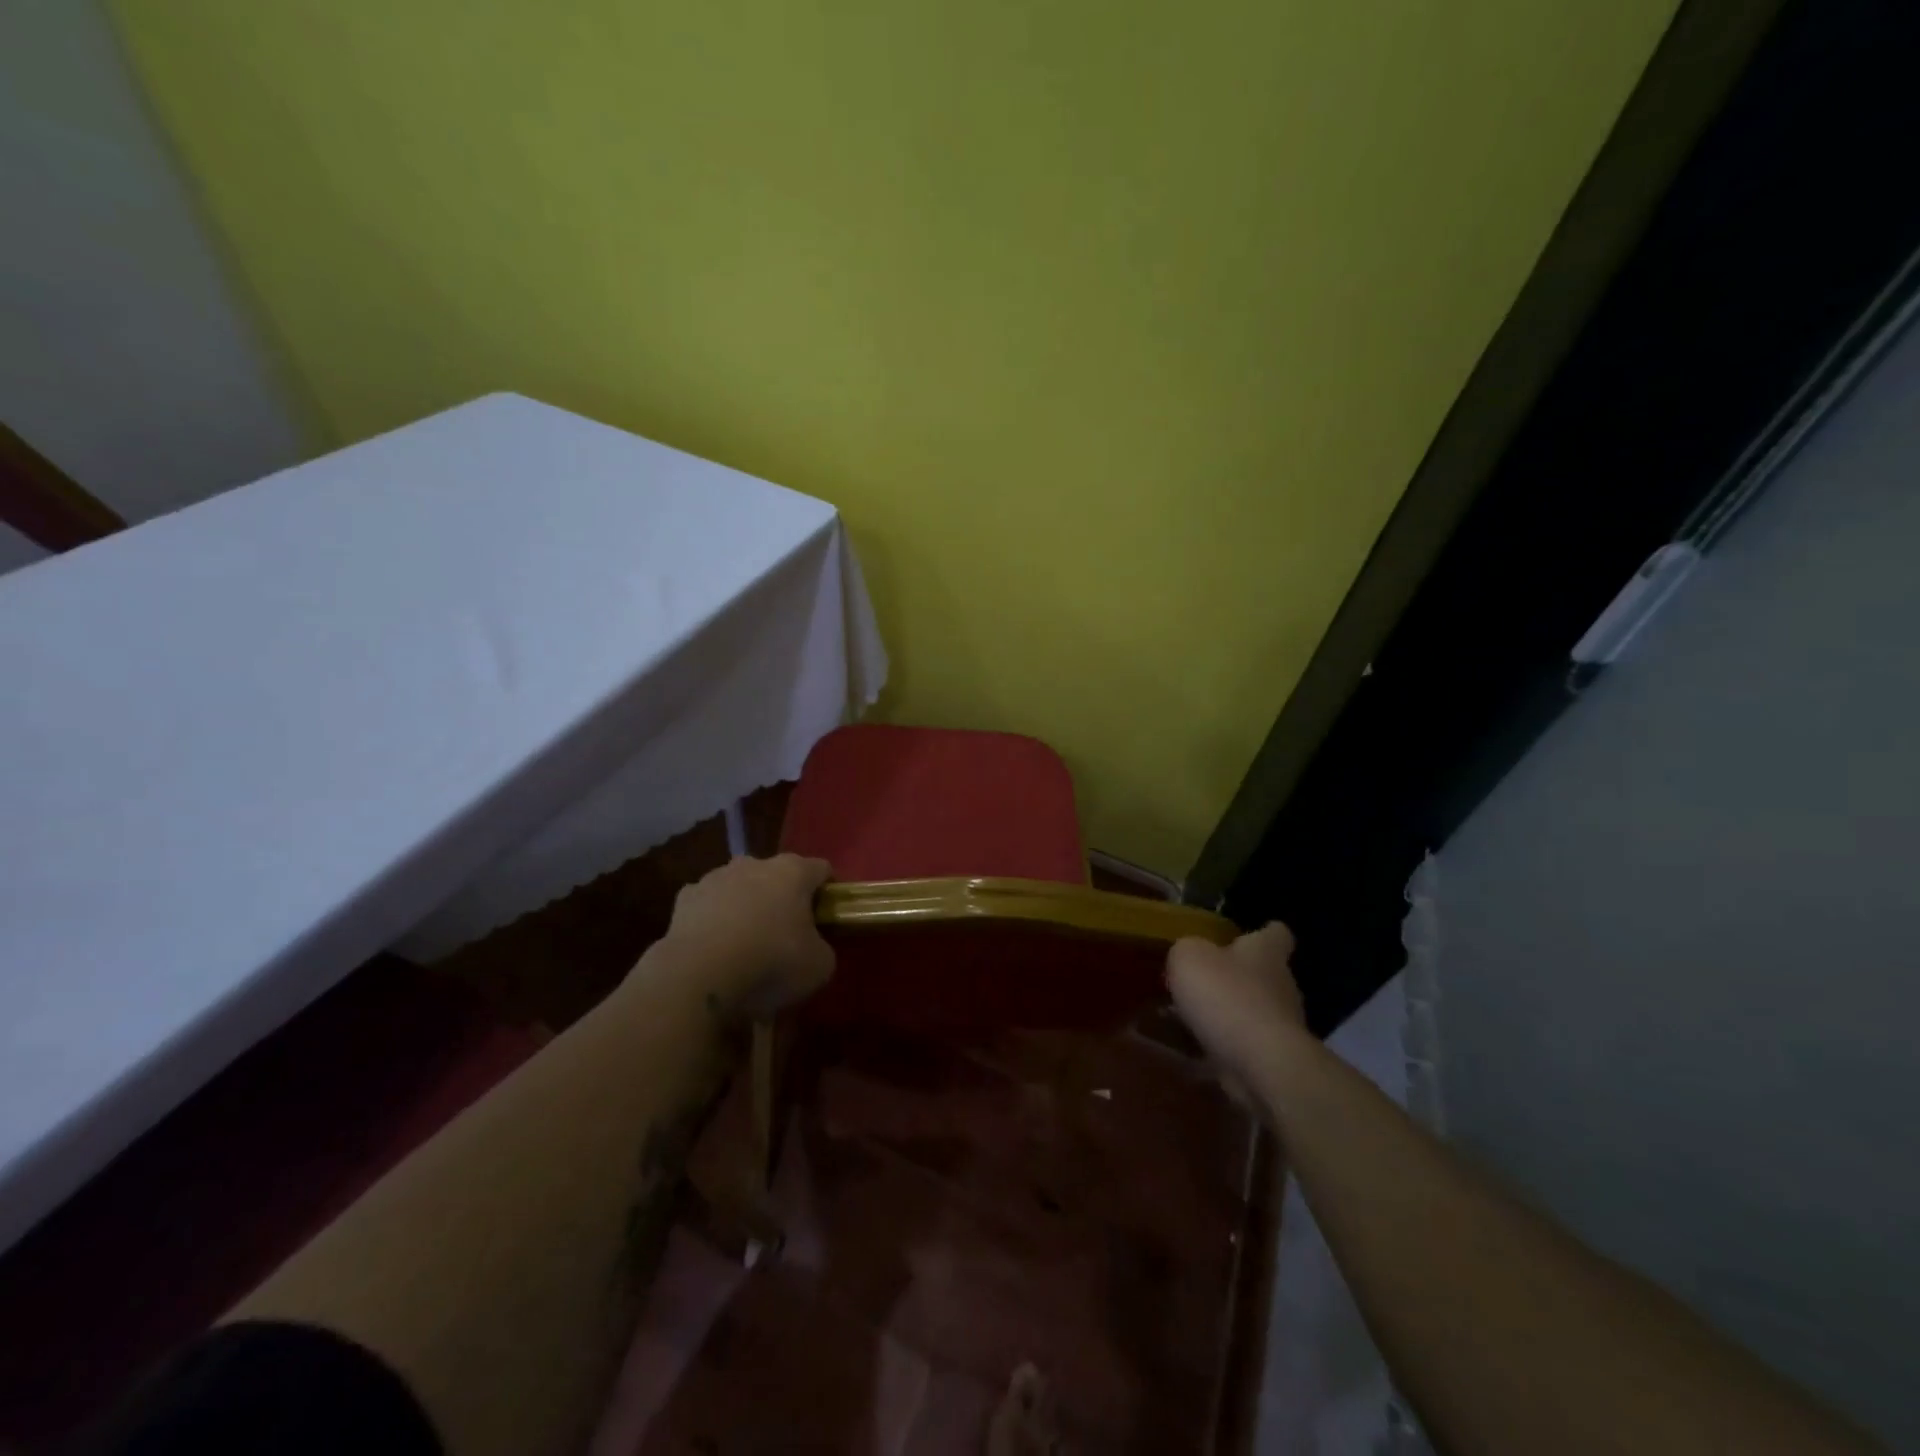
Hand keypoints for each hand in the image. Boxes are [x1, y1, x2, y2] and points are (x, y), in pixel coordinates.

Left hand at [664, 854, 835, 1019]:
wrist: (697, 978)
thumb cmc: (770, 964)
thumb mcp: (819, 967)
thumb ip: (823, 948)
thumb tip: (813, 948)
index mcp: (793, 871)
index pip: (822, 870)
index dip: (827, 894)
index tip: (825, 921)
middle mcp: (755, 863)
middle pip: (778, 875)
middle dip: (784, 899)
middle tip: (786, 936)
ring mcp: (715, 877)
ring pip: (740, 887)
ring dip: (747, 907)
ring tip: (746, 946)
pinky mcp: (684, 898)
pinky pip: (708, 905)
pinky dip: (714, 920)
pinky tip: (714, 950)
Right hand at [1166, 923, 1305, 1097]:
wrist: (1261, 1064)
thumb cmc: (1226, 996)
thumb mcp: (1189, 957)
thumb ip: (1187, 950)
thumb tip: (1189, 956)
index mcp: (1266, 952)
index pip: (1276, 934)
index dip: (1265, 932)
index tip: (1252, 933)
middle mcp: (1280, 984)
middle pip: (1263, 973)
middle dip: (1237, 975)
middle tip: (1203, 978)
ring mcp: (1280, 1025)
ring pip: (1251, 1010)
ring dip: (1227, 1012)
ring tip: (1190, 1015)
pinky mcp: (1271, 1059)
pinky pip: (1242, 1044)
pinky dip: (1222, 1045)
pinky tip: (1192, 1048)